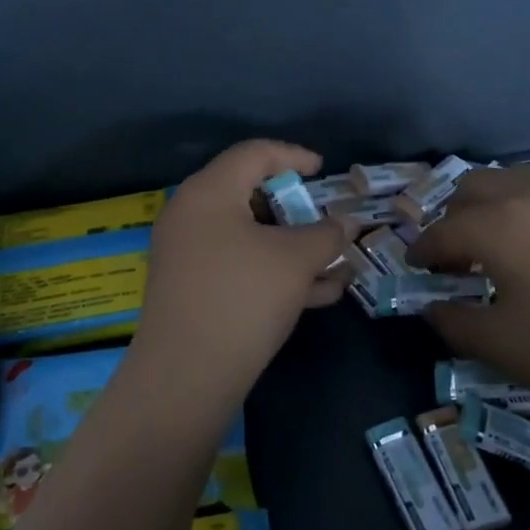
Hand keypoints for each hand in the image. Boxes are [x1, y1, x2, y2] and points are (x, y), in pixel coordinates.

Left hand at [131, 140, 349, 405]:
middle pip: (250, 195)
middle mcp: (191, 214)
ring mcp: (187, 254)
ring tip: (337, 265)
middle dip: (297, 211)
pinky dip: (274, 271)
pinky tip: (318, 294)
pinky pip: (238, 265)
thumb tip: (344, 224)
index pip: (254, 153)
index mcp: (209, 191)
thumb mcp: (295, 260)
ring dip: (293, 248)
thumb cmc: (243, 297)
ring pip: (249, 236)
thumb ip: (326, 234)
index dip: (293, 156)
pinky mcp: (191, 288)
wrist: (185, 376)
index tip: (323, 171)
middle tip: (327, 222)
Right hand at [407, 165, 529, 433]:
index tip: (414, 270)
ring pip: (506, 182)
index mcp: (495, 224)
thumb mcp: (500, 345)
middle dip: (450, 220)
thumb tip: (432, 307)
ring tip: (489, 248)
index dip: (421, 252)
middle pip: (469, 190)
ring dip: (485, 206)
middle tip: (451, 260)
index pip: (440, 231)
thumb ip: (452, 321)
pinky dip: (518, 207)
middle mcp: (525, 196)